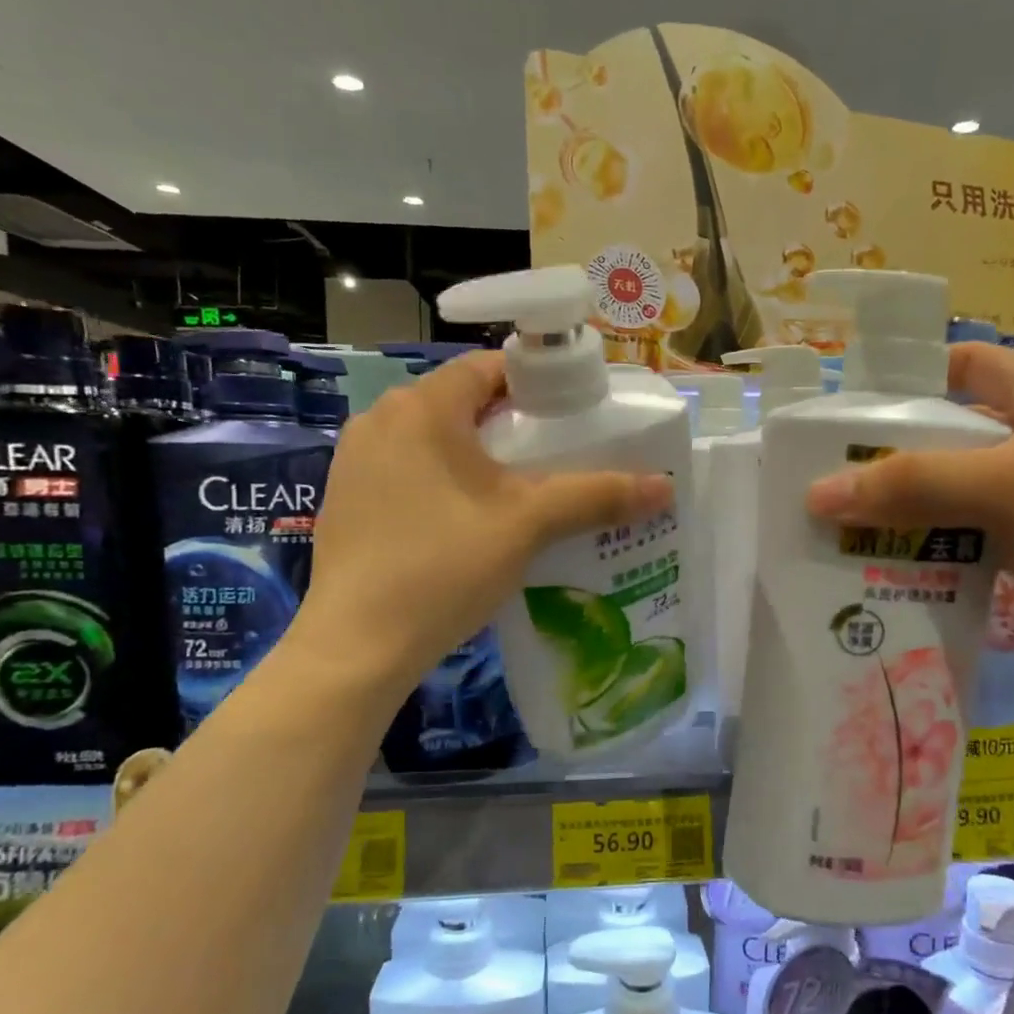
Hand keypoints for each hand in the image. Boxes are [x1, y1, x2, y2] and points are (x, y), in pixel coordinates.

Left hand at [293, 352, 672, 692]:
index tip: (574, 414)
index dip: (537, 383)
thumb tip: (665, 485)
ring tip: (521, 493)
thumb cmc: (443, 567)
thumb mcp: (528, 525)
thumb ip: (596, 496)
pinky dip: (444, 482)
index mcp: (421, 407)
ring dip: (478, 457)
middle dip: (512, 425)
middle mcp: (380, 420)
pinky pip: (408, 472)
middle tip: (558, 457)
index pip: (488, 367)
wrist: (358, 645)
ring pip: (434, 441)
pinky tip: (468, 523)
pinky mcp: (347, 500)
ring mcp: (356, 461)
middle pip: (461, 403)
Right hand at [805, 343, 1013, 687]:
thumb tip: (815, 493)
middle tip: (827, 474)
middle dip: (889, 452)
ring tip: (839, 520)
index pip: (968, 363)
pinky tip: (881, 559)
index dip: (911, 374)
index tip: (848, 405)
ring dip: (900, 504)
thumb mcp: (1007, 488)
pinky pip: (960, 533)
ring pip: (949, 488)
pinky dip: (923, 542)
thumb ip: (910, 483)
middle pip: (948, 432)